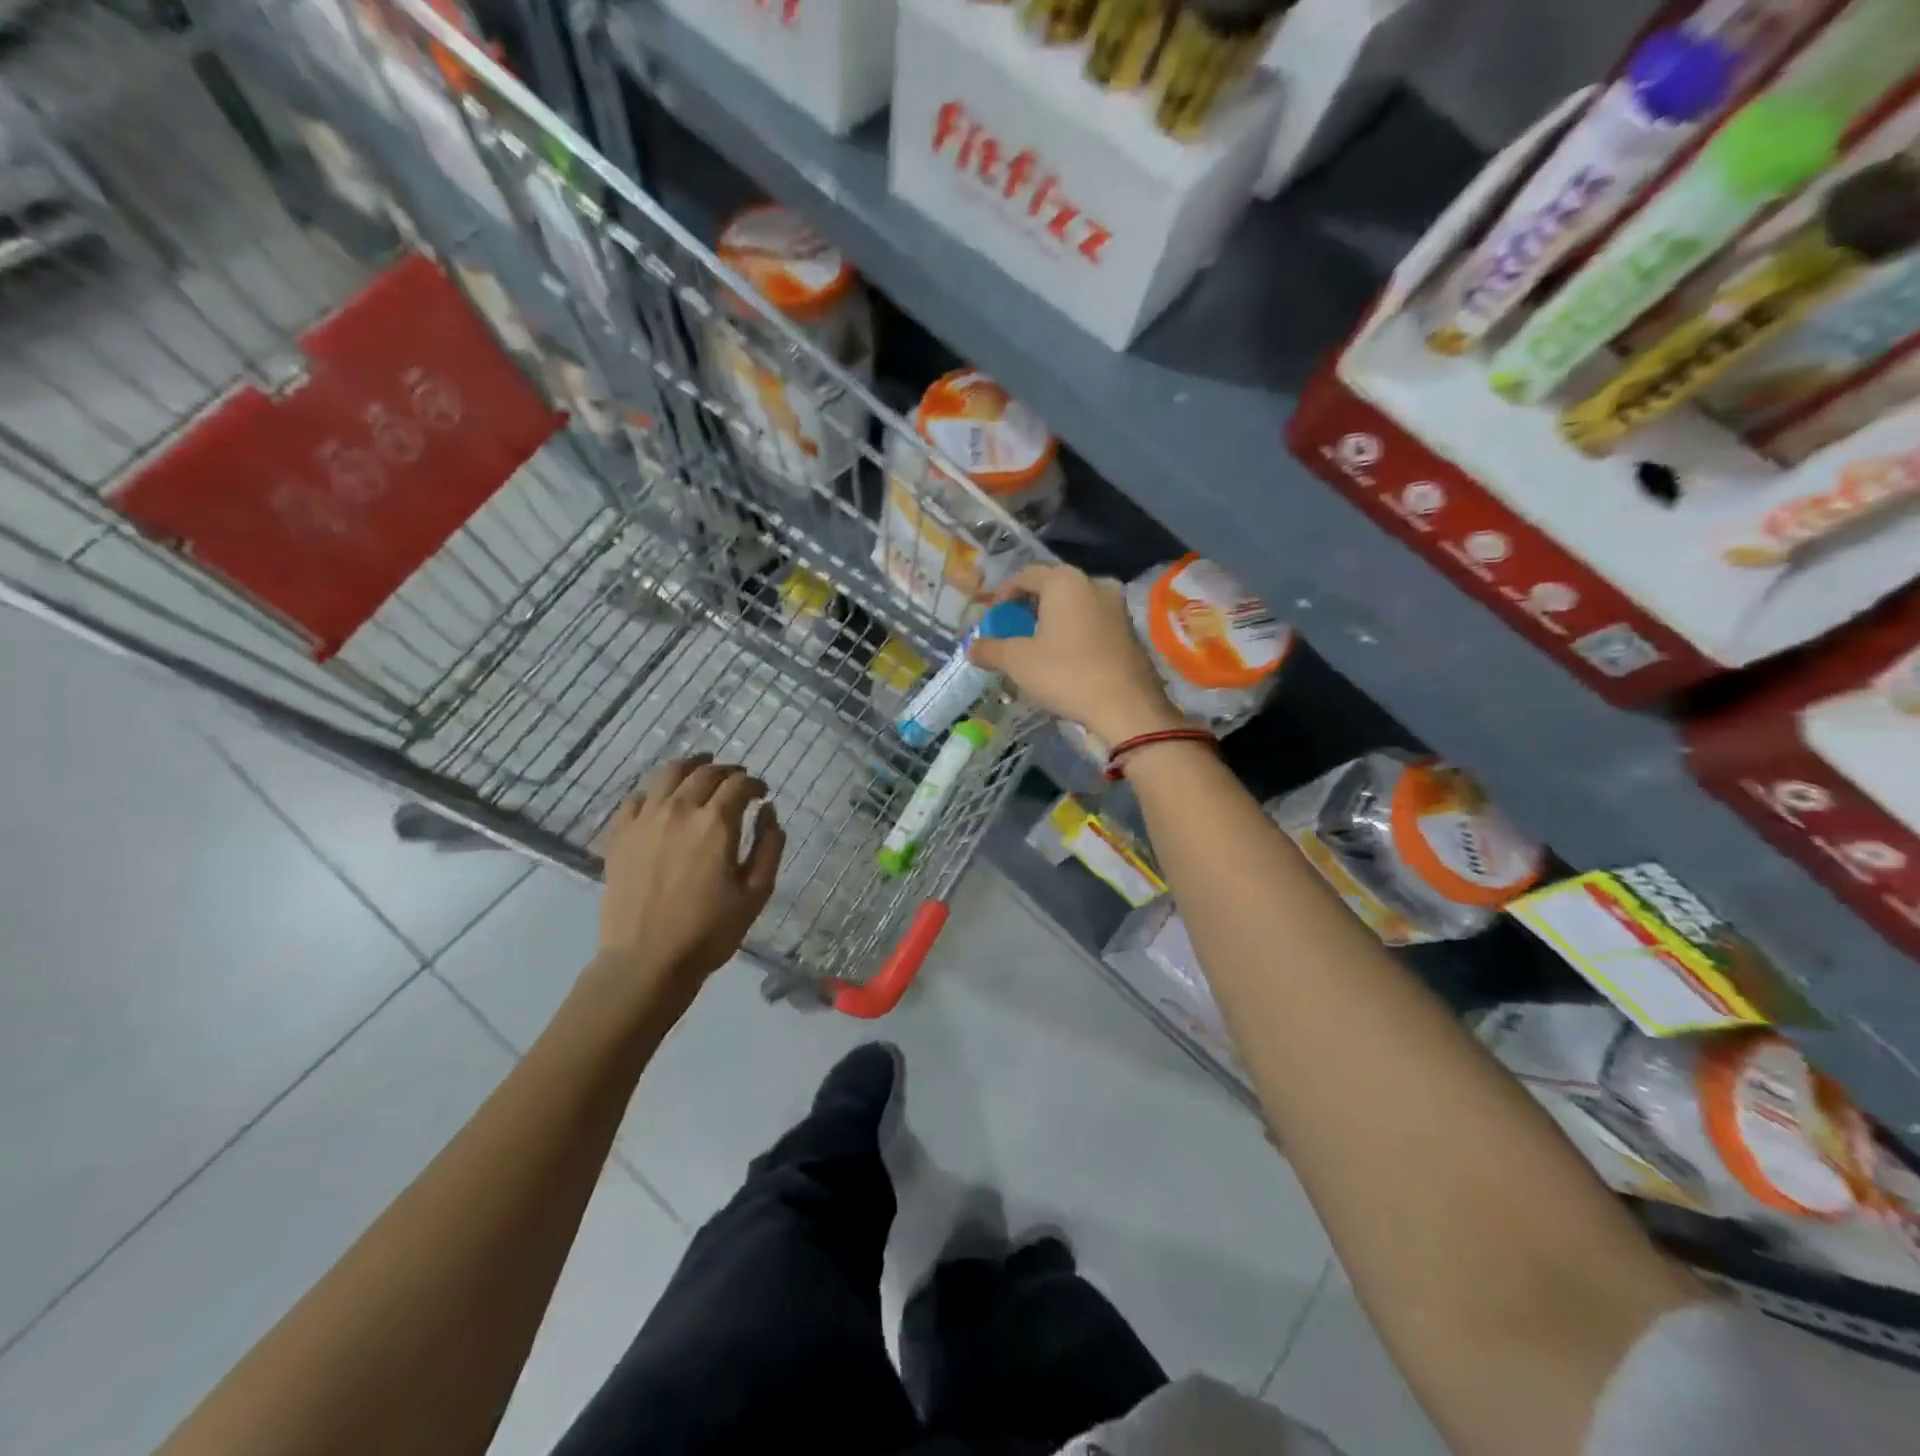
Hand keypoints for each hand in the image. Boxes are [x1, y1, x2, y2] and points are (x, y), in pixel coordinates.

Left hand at [593, 756, 785, 1007]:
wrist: (646, 962)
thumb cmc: (710, 931)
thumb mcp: (757, 892)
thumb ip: (769, 845)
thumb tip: (769, 812)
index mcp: (716, 823)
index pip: (740, 784)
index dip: (755, 784)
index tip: (762, 793)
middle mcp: (679, 810)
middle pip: (705, 773)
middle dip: (727, 771)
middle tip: (738, 780)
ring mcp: (644, 820)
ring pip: (668, 774)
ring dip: (691, 766)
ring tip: (701, 769)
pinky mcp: (619, 836)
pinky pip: (636, 798)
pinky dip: (654, 792)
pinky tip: (662, 800)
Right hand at [968, 564, 1184, 744]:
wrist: (1127, 706)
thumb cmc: (1066, 673)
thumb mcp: (1018, 662)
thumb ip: (991, 649)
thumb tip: (971, 647)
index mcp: (1065, 581)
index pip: (1025, 575)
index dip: (1002, 594)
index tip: (991, 618)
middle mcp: (1094, 583)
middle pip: (1052, 588)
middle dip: (1029, 607)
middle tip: (1012, 631)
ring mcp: (1117, 607)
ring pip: (1075, 606)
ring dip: (1053, 621)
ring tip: (1037, 647)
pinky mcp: (1130, 631)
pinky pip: (1093, 622)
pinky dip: (1074, 633)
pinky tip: (1066, 658)